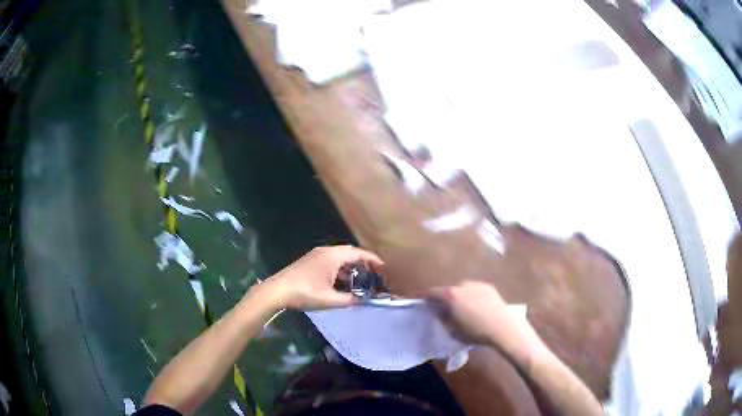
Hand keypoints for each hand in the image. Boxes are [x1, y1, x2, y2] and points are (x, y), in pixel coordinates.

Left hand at [264, 245, 383, 309]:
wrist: (278, 291)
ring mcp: (316, 255)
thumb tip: (363, 300)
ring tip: (358, 280)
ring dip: (349, 266)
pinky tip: (340, 282)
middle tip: (372, 273)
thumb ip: (349, 300)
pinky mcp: (309, 261)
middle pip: (349, 252)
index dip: (372, 259)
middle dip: (362, 261)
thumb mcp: (330, 300)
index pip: (358, 253)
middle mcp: (325, 251)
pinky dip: (339, 268)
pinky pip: (330, 260)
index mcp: (332, 256)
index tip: (382, 266)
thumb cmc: (305, 293)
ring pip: (339, 256)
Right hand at [429, 281, 544, 366]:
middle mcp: (462, 285)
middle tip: (442, 308)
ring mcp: (477, 284)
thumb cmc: (474, 332)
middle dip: (443, 298)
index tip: (418, 298)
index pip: (432, 292)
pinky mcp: (489, 287)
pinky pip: (475, 290)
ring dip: (459, 297)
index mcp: (451, 295)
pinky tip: (476, 307)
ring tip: (461, 308)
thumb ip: (443, 319)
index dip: (423, 296)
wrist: (503, 327)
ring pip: (462, 289)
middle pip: (448, 290)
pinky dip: (471, 297)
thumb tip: (439, 312)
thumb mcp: (453, 330)